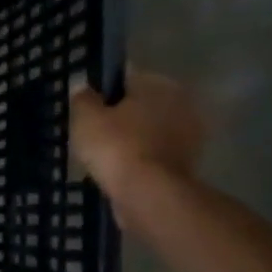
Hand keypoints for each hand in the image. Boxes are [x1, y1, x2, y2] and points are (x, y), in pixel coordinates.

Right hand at [69, 68, 203, 200]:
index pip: (125, 77)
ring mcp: (189, 135)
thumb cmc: (116, 147)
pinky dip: (140, 160)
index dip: (103, 91)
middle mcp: (181, 102)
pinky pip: (154, 155)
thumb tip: (83, 87)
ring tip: (104, 155)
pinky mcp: (187, 164)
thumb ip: (83, 98)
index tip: (86, 107)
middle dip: (121, 116)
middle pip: (141, 105)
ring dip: (132, 139)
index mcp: (158, 84)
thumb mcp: (86, 118)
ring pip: (150, 131)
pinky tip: (120, 171)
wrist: (148, 194)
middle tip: (94, 132)